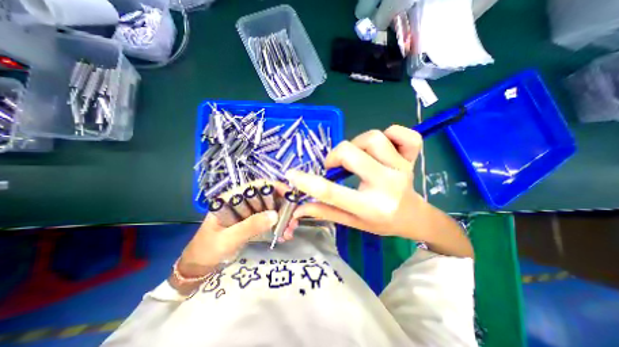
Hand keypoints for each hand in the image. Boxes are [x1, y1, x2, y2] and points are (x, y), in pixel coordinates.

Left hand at [175, 184, 281, 283]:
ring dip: (283, 218)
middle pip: (268, 197)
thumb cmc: (207, 250)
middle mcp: (243, 201)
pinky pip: (269, 220)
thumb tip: (275, 215)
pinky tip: (284, 235)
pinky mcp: (253, 222)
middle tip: (293, 220)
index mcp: (233, 198)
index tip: (290, 196)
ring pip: (271, 208)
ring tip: (290, 231)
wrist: (199, 267)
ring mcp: (249, 212)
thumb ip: (249, 226)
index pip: (257, 185)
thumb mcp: (227, 239)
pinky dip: (278, 226)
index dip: (275, 187)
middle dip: (283, 207)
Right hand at [283, 125, 425, 240]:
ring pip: (372, 138)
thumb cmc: (381, 222)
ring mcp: (402, 167)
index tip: (292, 174)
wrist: (413, 217)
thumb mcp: (351, 221)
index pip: (332, 192)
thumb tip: (298, 209)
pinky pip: (403, 134)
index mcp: (370, 207)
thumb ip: (325, 212)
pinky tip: (384, 146)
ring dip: (357, 144)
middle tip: (335, 166)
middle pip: (350, 153)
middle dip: (335, 156)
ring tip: (358, 157)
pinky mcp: (412, 157)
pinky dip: (391, 133)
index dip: (307, 181)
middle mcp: (387, 184)